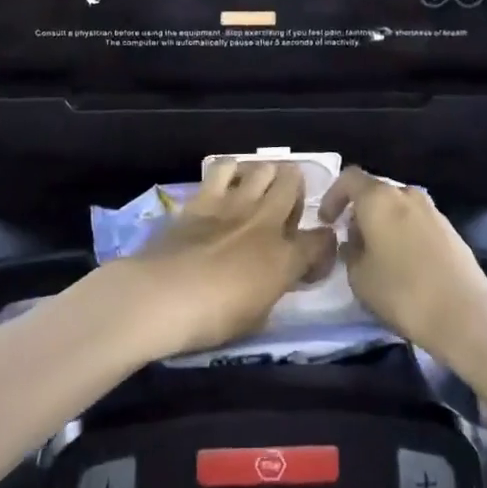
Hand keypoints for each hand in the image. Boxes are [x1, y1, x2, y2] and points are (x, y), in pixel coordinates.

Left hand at [117, 159, 336, 356]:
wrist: (164, 296)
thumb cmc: (212, 320)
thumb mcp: (257, 318)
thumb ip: (273, 289)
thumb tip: (276, 278)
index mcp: (285, 257)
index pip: (321, 240)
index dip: (323, 246)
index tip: (312, 257)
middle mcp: (266, 221)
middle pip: (293, 184)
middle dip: (296, 193)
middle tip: (285, 210)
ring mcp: (234, 203)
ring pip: (263, 167)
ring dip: (265, 177)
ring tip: (258, 191)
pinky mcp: (204, 196)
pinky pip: (224, 167)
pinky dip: (231, 171)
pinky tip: (226, 184)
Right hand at [319, 166, 486, 361]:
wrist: (465, 314)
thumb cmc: (402, 292)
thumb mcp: (359, 277)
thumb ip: (349, 251)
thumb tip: (354, 241)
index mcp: (379, 197)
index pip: (349, 178)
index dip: (333, 196)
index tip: (328, 222)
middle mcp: (406, 193)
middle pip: (375, 192)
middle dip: (360, 212)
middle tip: (352, 242)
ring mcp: (432, 209)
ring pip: (397, 208)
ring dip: (383, 224)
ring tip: (378, 256)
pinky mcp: (450, 229)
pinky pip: (417, 222)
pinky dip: (404, 234)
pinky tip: (404, 264)